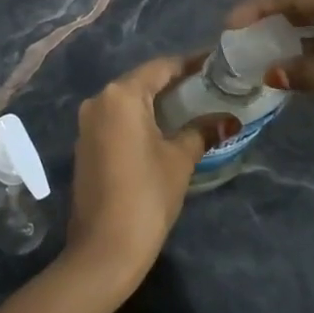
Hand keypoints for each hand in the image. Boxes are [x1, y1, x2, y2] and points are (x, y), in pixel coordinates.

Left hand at [61, 55, 228, 301]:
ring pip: (128, 101)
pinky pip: (117, 119)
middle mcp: (99, 100)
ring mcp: (87, 123)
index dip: (190, 64)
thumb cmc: (146, 195)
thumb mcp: (180, 160)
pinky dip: (141, 119)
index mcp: (121, 95)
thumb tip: (228, 120)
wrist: (104, 248)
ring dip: (157, 102)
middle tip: (210, 86)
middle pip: (142, 81)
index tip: (217, 64)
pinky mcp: (85, 144)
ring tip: (193, 106)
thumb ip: (201, 131)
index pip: (161, 67)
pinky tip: (165, 129)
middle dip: (175, 83)